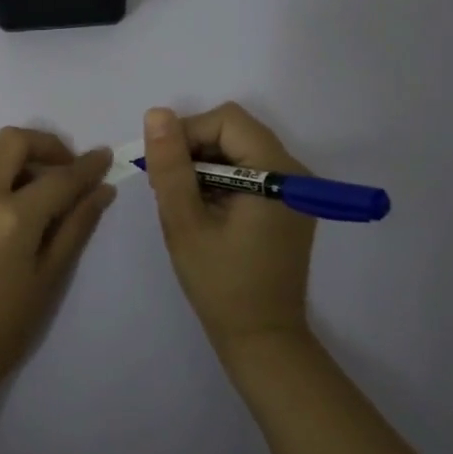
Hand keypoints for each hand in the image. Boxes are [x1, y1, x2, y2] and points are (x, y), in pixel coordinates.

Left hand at [0, 128, 115, 392]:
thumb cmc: (2, 329)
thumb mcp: (49, 279)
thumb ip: (76, 227)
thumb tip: (102, 190)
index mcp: (11, 217)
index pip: (59, 178)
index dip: (87, 166)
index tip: (105, 156)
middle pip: (14, 141)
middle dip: (47, 145)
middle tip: (67, 170)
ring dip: (17, 151)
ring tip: (38, 181)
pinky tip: (9, 197)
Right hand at [143, 104, 316, 360]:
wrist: (261, 339)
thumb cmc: (220, 283)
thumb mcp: (185, 222)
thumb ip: (171, 165)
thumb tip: (157, 114)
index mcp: (277, 173)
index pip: (226, 121)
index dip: (188, 133)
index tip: (162, 167)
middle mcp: (294, 172)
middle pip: (235, 132)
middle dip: (195, 149)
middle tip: (168, 187)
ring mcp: (295, 190)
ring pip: (240, 150)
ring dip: (205, 165)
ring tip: (183, 202)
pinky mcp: (288, 205)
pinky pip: (250, 171)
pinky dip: (221, 180)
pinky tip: (204, 211)